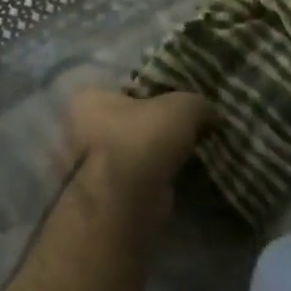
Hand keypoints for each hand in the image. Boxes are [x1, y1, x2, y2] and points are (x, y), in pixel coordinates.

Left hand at [66, 87, 207, 212]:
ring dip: (159, 153)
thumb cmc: (143, 141)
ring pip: (136, 149)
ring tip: (191, 151)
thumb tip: (209, 114)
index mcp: (89, 98)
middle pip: (131, 119)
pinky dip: (157, 176)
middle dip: (158, 125)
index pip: (128, 85)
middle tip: (192, 126)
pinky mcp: (107, 193)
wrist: (125, 205)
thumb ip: (198, 104)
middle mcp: (81, 128)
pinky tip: (181, 174)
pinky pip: (139, 176)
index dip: (158, 89)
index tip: (183, 100)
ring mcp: (91, 165)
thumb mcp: (183, 107)